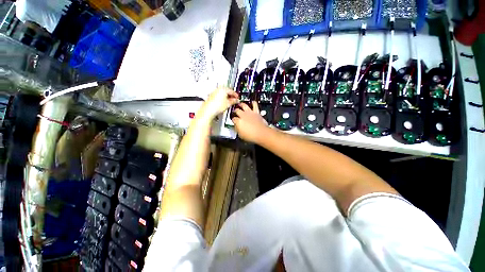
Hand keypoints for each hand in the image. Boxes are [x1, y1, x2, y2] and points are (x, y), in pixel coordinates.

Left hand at [198, 87, 238, 121]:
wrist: (209, 110)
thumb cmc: (216, 106)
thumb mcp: (228, 103)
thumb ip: (234, 101)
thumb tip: (236, 100)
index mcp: (223, 89)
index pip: (232, 91)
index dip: (236, 95)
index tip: (237, 98)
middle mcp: (218, 89)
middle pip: (227, 91)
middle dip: (231, 96)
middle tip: (234, 100)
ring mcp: (214, 92)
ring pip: (223, 93)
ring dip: (227, 97)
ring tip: (229, 102)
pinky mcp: (212, 96)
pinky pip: (219, 96)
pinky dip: (222, 98)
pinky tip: (223, 103)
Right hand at [232, 101, 268, 143]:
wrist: (261, 133)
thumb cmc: (251, 136)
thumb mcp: (241, 135)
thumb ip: (238, 130)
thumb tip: (236, 127)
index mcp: (238, 121)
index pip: (233, 119)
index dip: (233, 120)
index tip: (234, 121)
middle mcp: (243, 115)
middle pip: (237, 110)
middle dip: (235, 111)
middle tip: (235, 111)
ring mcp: (250, 113)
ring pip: (244, 105)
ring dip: (241, 104)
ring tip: (240, 103)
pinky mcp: (256, 112)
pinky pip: (255, 105)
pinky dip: (253, 103)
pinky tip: (253, 102)